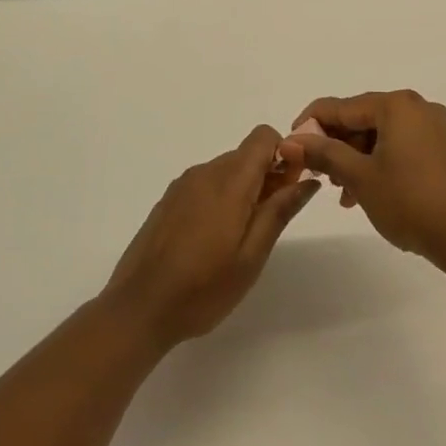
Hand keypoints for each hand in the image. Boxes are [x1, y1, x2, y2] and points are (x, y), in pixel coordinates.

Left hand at [101, 127, 318, 349]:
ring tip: (241, 237)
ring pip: (226, 170)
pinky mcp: (169, 200)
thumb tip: (307, 179)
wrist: (138, 309)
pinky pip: (206, 184)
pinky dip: (220, 198)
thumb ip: (280, 211)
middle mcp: (205, 172)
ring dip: (243, 189)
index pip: (263, 136)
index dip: (283, 154)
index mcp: (229, 181)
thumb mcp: (252, 256)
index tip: (288, 188)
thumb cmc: (203, 288)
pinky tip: (213, 239)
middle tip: (270, 221)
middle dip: (267, 176)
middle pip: (246, 154)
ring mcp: (183, 185)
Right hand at [285, 91, 445, 272]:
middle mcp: (416, 107)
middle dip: (336, 146)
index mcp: (396, 104)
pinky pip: (400, 145)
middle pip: (362, 119)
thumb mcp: (360, 177)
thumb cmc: (409, 201)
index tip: (289, 147)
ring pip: (380, 135)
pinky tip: (366, 192)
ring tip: (341, 193)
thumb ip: (324, 153)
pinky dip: (379, 163)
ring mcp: (434, 127)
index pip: (341, 106)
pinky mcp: (443, 148)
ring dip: (356, 159)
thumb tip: (290, 140)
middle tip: (317, 175)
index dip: (310, 124)